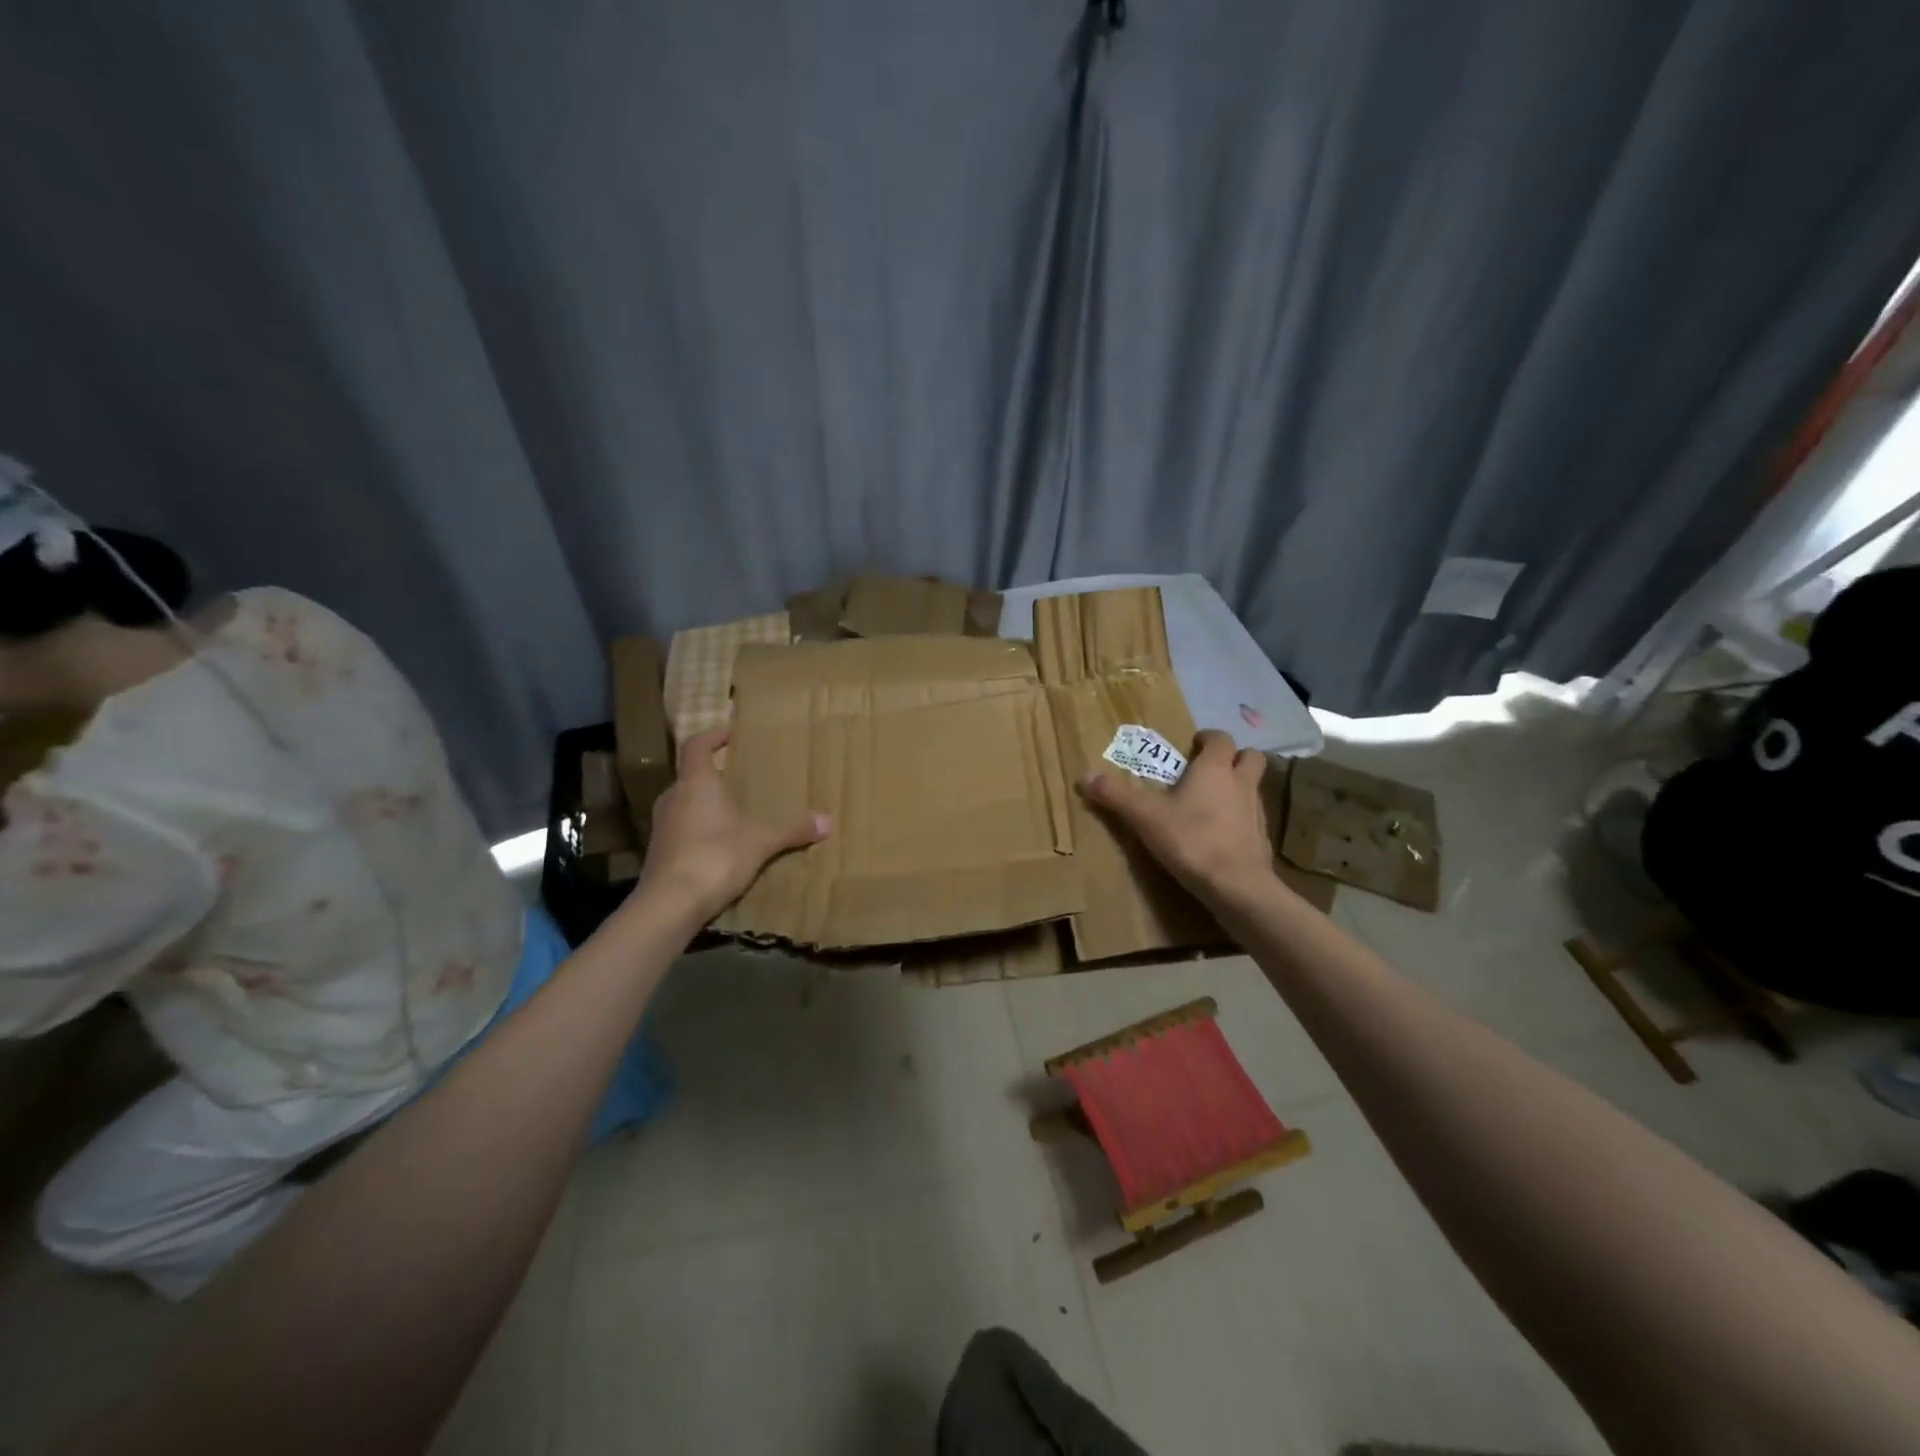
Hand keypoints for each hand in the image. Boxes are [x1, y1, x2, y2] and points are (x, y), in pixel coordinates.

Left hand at [638, 728, 830, 923]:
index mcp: (696, 783)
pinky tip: (722, 845)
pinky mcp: (660, 852)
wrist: (669, 904)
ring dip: (707, 804)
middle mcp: (673, 797)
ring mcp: (662, 826)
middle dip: (715, 775)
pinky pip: (683, 830)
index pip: (696, 745)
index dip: (712, 736)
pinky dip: (701, 830)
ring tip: (735, 812)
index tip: (731, 734)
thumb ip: (793, 829)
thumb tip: (829, 822)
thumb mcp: (762, 841)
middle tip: (741, 778)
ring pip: (686, 804)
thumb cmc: (715, 856)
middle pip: (691, 776)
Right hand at [1077, 729, 1278, 909]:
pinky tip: (1221, 835)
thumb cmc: (1191, 839)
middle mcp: (1242, 783)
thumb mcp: (1144, 817)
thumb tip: (1084, 776)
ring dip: (1238, 788)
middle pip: (1250, 757)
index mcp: (1215, 769)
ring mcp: (1257, 812)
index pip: (1220, 739)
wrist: (1236, 886)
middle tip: (1209, 769)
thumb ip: (1115, 796)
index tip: (1193, 745)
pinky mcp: (1263, 840)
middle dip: (1234, 758)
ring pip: (1253, 788)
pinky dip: (1240, 820)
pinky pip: (1253, 819)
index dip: (1208, 739)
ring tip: (1213, 802)